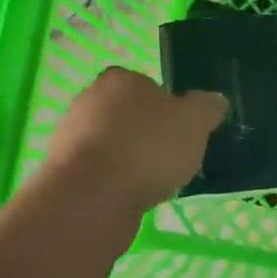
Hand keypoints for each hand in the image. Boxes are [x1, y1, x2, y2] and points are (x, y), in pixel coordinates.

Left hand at [44, 68, 227, 212]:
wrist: (90, 197)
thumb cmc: (146, 148)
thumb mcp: (194, 122)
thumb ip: (207, 108)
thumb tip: (214, 100)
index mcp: (120, 79)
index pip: (147, 86)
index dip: (167, 108)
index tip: (180, 133)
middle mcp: (89, 99)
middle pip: (128, 115)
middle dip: (146, 135)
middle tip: (170, 160)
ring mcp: (70, 136)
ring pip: (111, 145)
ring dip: (129, 161)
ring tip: (152, 184)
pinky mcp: (62, 170)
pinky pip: (98, 172)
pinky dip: (114, 183)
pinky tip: (129, 198)